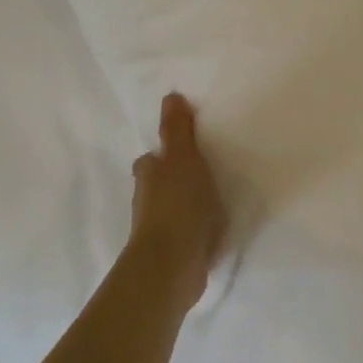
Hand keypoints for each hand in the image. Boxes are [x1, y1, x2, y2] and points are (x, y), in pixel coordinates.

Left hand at [128, 93, 227, 305]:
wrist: (173, 265)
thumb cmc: (178, 205)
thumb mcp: (184, 158)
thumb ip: (178, 130)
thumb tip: (170, 96)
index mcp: (148, 177)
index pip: (151, 161)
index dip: (163, 155)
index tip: (182, 151)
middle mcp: (147, 202)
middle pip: (159, 186)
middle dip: (174, 181)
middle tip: (203, 173)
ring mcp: (158, 232)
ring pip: (172, 210)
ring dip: (185, 206)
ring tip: (214, 201)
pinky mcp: (173, 255)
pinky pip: (187, 235)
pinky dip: (196, 231)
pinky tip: (213, 231)